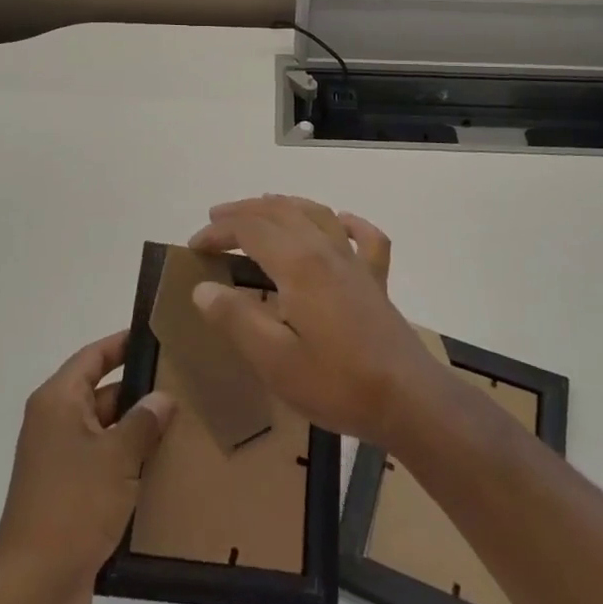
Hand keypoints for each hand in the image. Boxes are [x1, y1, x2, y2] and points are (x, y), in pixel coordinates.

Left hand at [0, 332, 175, 603]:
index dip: (123, 344)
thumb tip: (164, 397)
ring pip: (106, 432)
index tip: (158, 338)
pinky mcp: (69, 496)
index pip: (93, 357)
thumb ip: (144, 422)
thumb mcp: (117, 457)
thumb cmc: (73, 505)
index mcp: (58, 402)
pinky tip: (163, 467)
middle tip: (182, 384)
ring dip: (137, 431)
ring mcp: (60, 462)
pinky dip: (128, 463)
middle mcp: (55, 424)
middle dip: (139, 391)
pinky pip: (104, 465)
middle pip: (101, 393)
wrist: (34, 588)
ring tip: (182, 424)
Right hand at [188, 195, 442, 447]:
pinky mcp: (376, 279)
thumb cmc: (336, 382)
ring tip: (261, 207)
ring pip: (316, 213)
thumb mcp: (274, 360)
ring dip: (284, 205)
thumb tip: (203, 289)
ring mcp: (355, 261)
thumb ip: (236, 319)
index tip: (194, 246)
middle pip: (280, 211)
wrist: (407, 398)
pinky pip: (365, 236)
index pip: (250, 230)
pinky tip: (340, 221)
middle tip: (216, 219)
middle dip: (245, 210)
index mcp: (298, 264)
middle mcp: (325, 249)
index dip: (219, 232)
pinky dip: (347, 222)